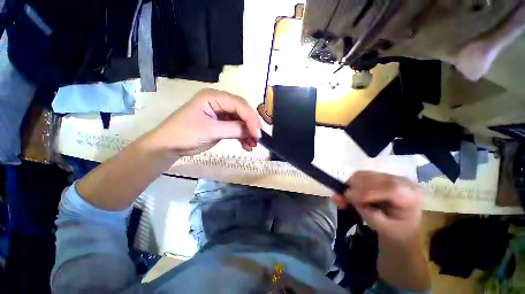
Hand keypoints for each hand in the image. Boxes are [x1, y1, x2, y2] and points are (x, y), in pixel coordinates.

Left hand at [146, 89, 261, 156]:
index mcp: (213, 97)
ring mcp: (221, 114)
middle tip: (258, 137)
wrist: (169, 146)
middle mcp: (219, 103)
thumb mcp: (210, 130)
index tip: (257, 133)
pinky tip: (247, 146)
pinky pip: (236, 129)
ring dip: (248, 133)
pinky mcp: (222, 124)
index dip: (250, 118)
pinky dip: (242, 137)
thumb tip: (251, 132)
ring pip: (241, 121)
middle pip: (242, 111)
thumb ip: (233, 129)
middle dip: (251, 124)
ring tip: (253, 144)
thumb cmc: (185, 134)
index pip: (238, 104)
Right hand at [333, 171, 423, 242]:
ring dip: (351, 184)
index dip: (366, 191)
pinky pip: (363, 174)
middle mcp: (404, 182)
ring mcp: (393, 176)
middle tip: (341, 197)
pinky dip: (352, 182)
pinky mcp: (382, 175)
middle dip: (355, 186)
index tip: (347, 196)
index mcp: (413, 197)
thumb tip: (338, 197)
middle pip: (375, 178)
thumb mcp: (381, 226)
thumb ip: (361, 210)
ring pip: (366, 174)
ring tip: (345, 196)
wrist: (402, 227)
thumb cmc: (395, 230)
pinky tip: (350, 191)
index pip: (390, 188)